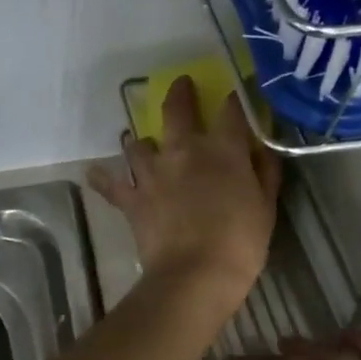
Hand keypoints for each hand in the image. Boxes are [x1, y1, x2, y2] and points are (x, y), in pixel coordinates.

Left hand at [88, 76, 280, 311]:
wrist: (196, 275)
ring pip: (138, 143)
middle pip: (177, 110)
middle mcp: (183, 150)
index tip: (234, 95)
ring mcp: (153, 173)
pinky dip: (102, 179)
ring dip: (141, 142)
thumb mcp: (266, 206)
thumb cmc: (240, 242)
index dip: (233, 100)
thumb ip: (264, 172)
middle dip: (179, 93)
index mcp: (222, 150)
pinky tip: (94, 174)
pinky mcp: (132, 198)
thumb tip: (261, 149)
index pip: (230, 111)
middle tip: (180, 84)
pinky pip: (111, 184)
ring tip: (142, 144)